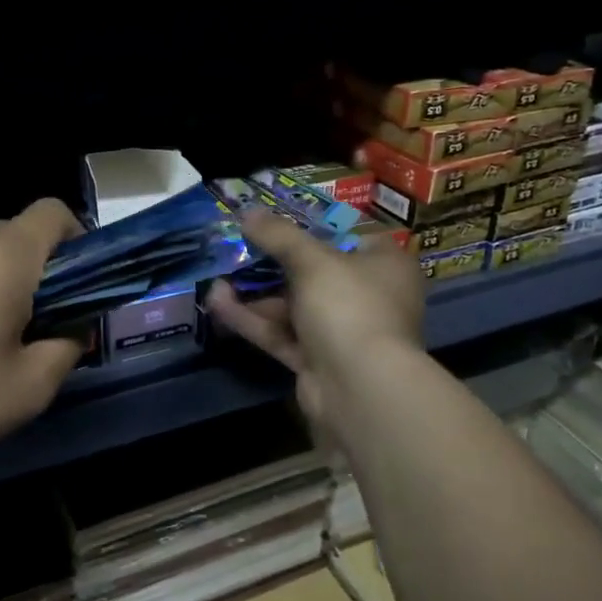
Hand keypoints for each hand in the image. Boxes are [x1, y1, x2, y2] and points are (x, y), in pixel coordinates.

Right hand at [206, 212, 424, 431]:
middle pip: (316, 272)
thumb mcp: (312, 260)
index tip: (278, 220)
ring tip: (217, 277)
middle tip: (239, 247)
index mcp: (384, 265)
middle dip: (273, 263)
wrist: (361, 389)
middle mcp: (369, 297)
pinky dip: (253, 319)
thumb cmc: (349, 306)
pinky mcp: (318, 362)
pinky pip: (283, 333)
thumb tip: (247, 211)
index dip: (315, 227)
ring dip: (256, 293)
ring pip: (294, 306)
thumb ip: (278, 235)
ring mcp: (343, 332)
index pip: (351, 236)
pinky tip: (217, 302)